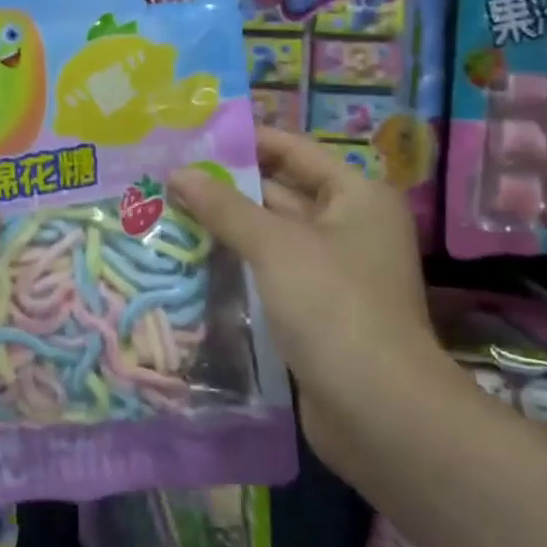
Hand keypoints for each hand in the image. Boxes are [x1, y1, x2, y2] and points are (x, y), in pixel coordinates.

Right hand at [168, 127, 449, 465]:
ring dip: (228, 227)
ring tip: (169, 210)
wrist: (378, 410)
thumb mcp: (275, 246)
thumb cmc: (332, 306)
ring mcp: (335, 271)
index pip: (294, 151)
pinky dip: (239, 263)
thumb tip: (178, 172)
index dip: (246, 141)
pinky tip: (193, 257)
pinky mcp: (317, 309)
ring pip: (272, 235)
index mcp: (356, 196)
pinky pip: (272, 271)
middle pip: (281, 192)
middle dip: (228, 187)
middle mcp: (350, 226)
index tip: (194, 136)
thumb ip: (224, 207)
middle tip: (169, 176)